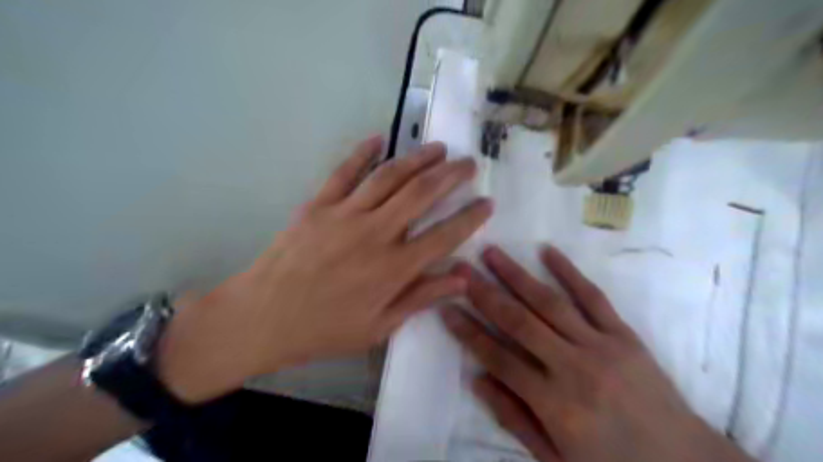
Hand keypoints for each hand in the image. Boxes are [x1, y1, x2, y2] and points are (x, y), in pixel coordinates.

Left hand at [156, 138, 491, 404]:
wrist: (262, 317)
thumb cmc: (324, 329)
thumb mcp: (378, 327)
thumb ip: (421, 298)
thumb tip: (462, 279)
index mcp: (392, 269)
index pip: (444, 235)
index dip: (470, 218)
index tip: (487, 203)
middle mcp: (375, 234)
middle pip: (421, 194)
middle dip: (451, 175)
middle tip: (469, 163)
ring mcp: (345, 214)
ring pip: (389, 176)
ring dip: (418, 158)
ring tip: (438, 148)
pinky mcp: (318, 204)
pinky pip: (344, 171)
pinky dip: (363, 152)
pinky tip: (380, 138)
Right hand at [444, 248, 750, 461]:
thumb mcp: (556, 460)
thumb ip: (514, 418)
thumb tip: (477, 379)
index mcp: (554, 404)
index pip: (498, 358)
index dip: (468, 332)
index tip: (445, 307)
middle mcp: (573, 368)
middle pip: (519, 322)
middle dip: (484, 293)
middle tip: (459, 270)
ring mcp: (601, 346)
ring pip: (549, 302)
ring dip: (516, 275)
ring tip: (491, 253)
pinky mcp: (624, 335)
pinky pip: (593, 297)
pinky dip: (569, 272)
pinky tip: (547, 251)